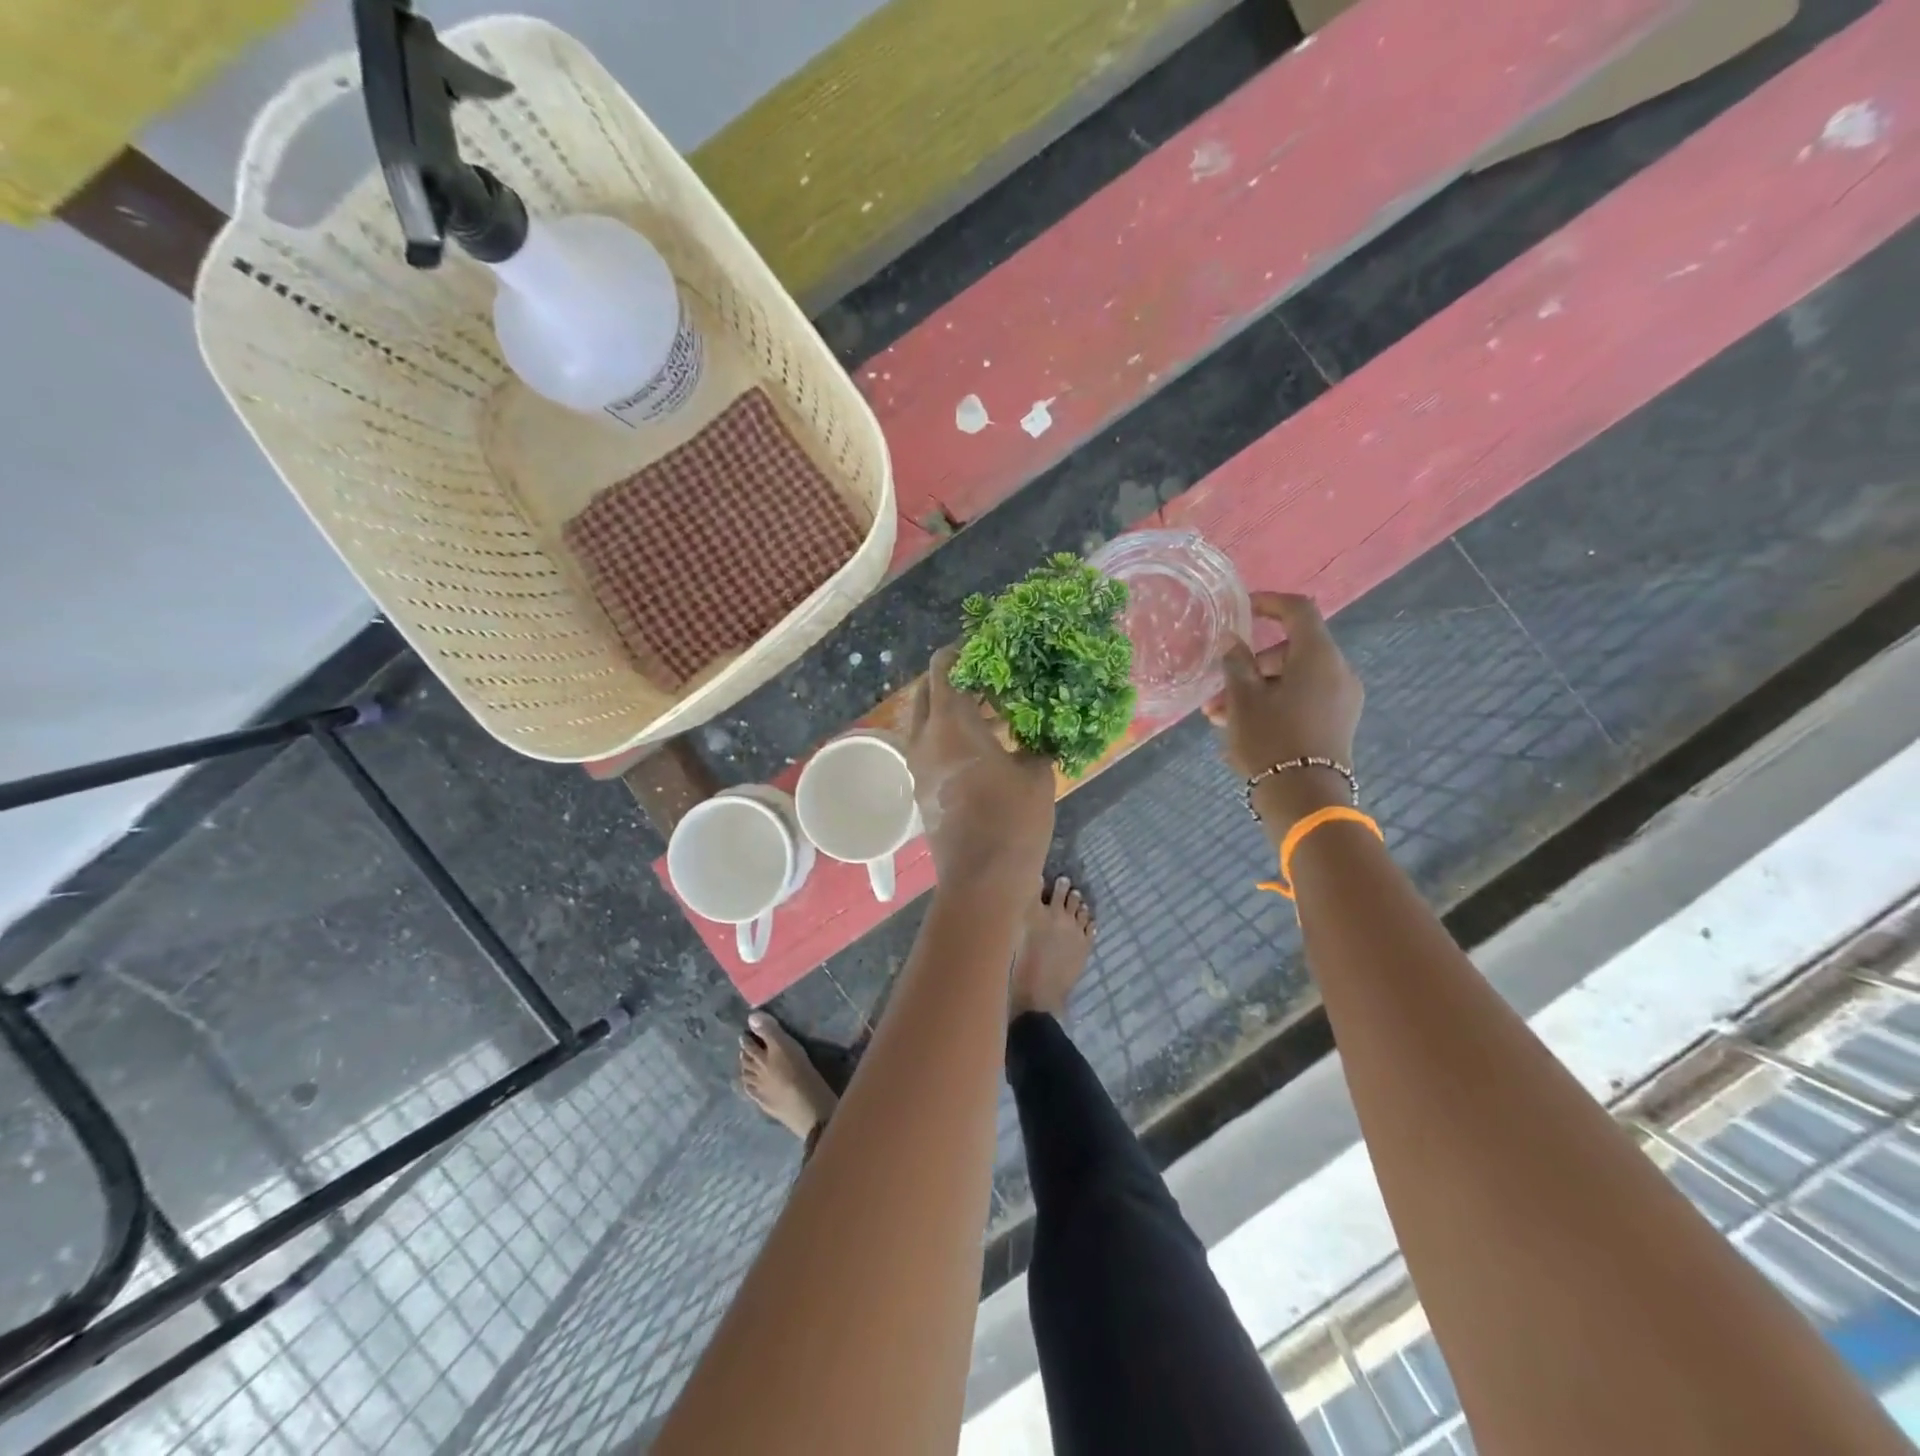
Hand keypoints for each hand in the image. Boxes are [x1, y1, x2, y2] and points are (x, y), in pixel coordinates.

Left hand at [908, 645, 1055, 887]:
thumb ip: (1035, 740)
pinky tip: (991, 748)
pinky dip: (955, 738)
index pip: (944, 667)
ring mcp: (918, 766)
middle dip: (958, 679)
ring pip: (931, 722)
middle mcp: (924, 739)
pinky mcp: (922, 789)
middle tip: (994, 679)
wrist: (982, 880)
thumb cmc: (1012, 819)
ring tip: (1002, 713)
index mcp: (949, 723)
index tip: (990, 646)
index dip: (964, 650)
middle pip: (930, 691)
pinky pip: (934, 748)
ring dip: (960, 711)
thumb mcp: (1037, 772)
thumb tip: (1041, 727)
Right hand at [1204, 593, 1363, 833]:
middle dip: (1250, 665)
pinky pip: (1302, 699)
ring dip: (1256, 689)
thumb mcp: (1242, 700)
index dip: (1269, 602)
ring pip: (1292, 679)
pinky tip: (1242, 727)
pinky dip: (1274, 703)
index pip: (1298, 610)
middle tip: (1218, 689)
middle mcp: (1338, 671)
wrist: (1304, 799)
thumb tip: (1233, 641)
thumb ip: (1236, 663)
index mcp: (1318, 657)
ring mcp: (1341, 699)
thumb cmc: (1270, 740)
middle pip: (1291, 650)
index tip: (1241, 609)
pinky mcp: (1337, 723)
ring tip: (1218, 717)